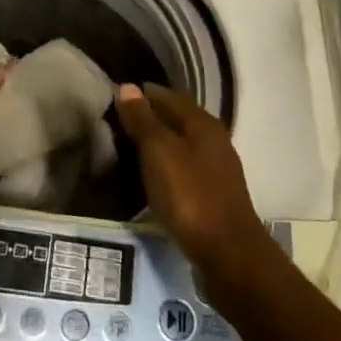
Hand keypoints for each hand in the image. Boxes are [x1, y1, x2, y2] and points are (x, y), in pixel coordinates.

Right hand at [114, 83, 272, 283]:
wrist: (227, 253)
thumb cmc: (189, 195)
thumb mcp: (159, 152)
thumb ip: (143, 120)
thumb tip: (128, 87)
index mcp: (202, 122)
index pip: (167, 96)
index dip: (141, 94)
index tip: (113, 97)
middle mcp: (213, 139)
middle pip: (176, 118)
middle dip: (148, 117)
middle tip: (114, 123)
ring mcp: (216, 168)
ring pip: (180, 144)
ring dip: (156, 143)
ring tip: (126, 149)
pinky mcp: (213, 193)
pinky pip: (183, 167)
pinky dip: (165, 165)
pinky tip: (149, 176)